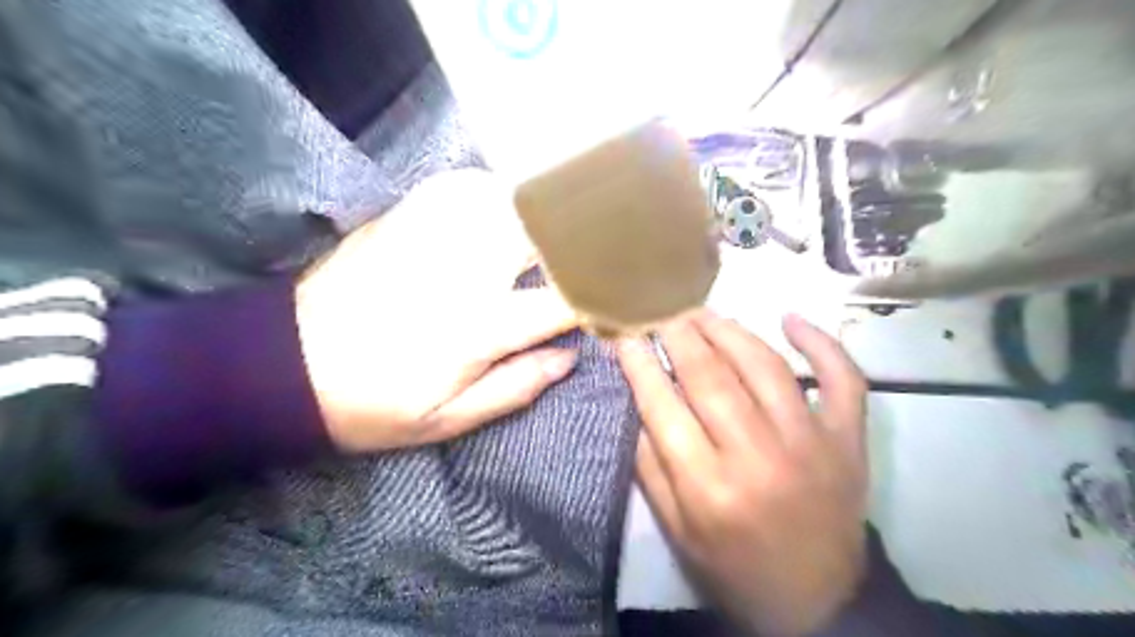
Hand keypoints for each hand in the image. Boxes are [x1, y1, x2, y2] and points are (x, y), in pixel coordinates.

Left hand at [294, 171, 576, 453]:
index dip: (600, 295)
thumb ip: (515, 387)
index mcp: (477, 328)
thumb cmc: (371, 403)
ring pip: (507, 200)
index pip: (562, 301)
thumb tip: (569, 357)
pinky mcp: (401, 218)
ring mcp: (430, 236)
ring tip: (556, 223)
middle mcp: (463, 272)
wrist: (283, 366)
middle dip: (579, 239)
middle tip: (597, 247)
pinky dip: (493, 190)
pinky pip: (462, 186)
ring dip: (540, 210)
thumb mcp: (446, 419)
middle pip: (542, 235)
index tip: (619, 293)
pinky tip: (501, 203)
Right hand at [619, 312, 869, 633]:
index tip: (624, 334)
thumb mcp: (676, 531)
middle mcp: (759, 456)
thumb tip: (637, 400)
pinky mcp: (848, 439)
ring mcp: (812, 442)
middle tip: (660, 310)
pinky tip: (791, 319)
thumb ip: (650, 466)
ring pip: (766, 365)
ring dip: (729, 329)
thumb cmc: (735, 568)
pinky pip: (843, 378)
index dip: (638, 363)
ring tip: (702, 312)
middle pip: (710, 376)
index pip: (662, 405)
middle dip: (678, 333)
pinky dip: (822, 343)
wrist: (819, 602)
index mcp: (708, 488)